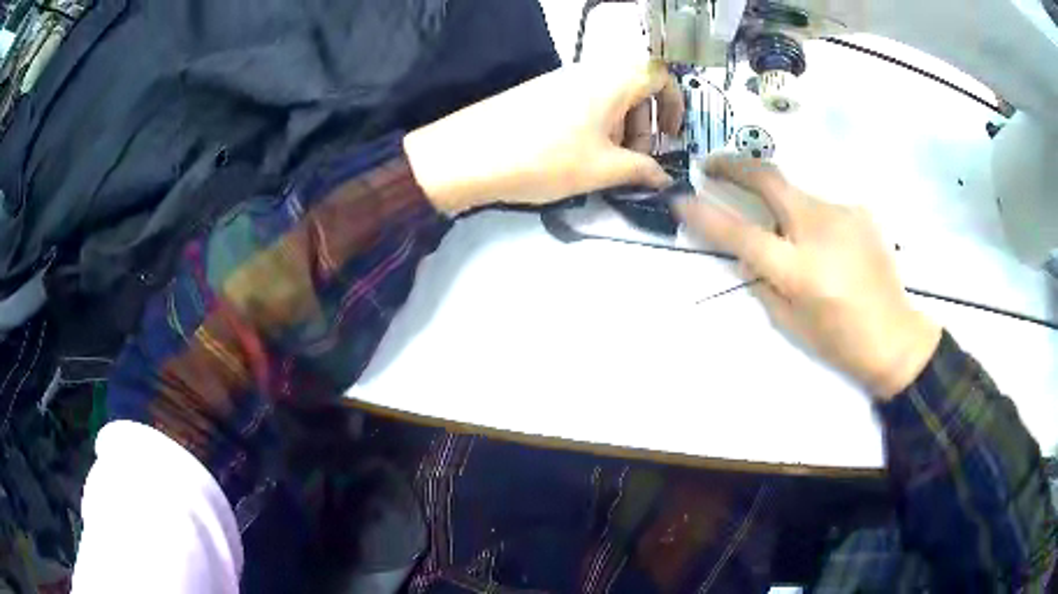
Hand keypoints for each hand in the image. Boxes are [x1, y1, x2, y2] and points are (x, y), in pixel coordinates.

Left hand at [404, 60, 683, 212]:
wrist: (468, 155)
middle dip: (644, 125)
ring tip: (603, 164)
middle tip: (634, 160)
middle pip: (635, 89)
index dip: (675, 103)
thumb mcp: (602, 169)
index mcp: (612, 80)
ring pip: (608, 99)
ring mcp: (562, 81)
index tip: (671, 135)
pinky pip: (583, 104)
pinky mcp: (541, 93)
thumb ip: (641, 171)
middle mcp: (589, 72)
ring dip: (619, 130)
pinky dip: (594, 128)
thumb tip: (662, 177)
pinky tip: (576, 157)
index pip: (660, 75)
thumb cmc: (544, 157)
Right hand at [676, 154, 941, 399]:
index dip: (706, 214)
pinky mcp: (858, 211)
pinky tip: (827, 249)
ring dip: (780, 207)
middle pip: (770, 179)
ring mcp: (843, 214)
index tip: (681, 198)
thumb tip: (747, 251)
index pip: (742, 233)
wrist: (895, 336)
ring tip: (791, 239)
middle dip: (734, 165)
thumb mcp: (790, 322)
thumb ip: (762, 281)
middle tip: (712, 165)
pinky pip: (821, 208)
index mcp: (800, 270)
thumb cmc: (840, 341)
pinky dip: (811, 221)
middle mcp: (820, 230)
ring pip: (796, 195)